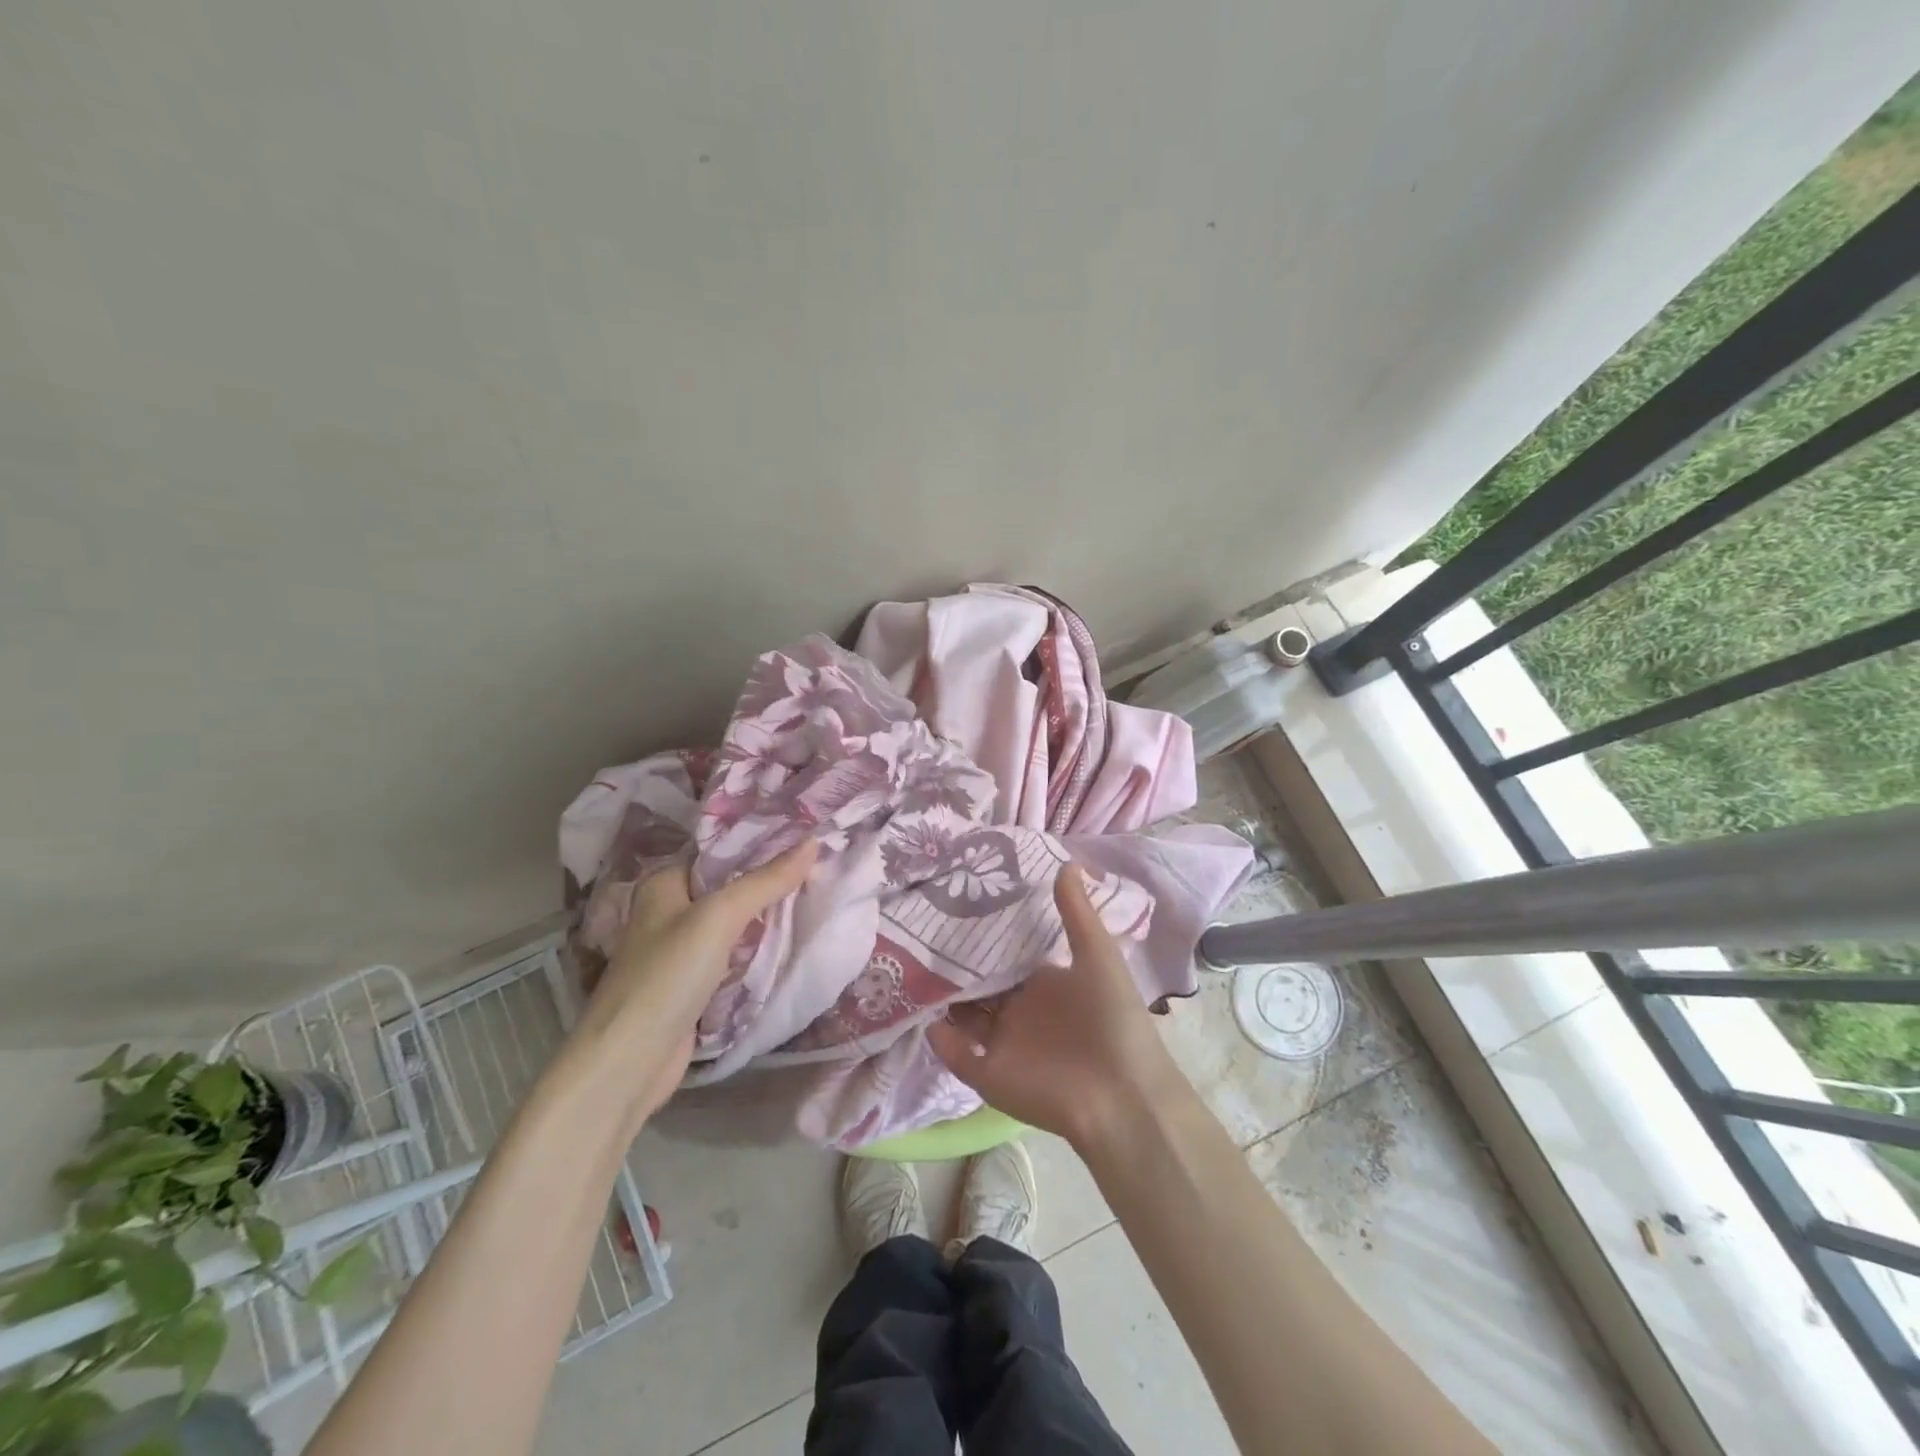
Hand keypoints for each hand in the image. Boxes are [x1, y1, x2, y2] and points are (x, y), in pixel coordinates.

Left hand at [565, 840, 816, 1131]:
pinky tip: (791, 943)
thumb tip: (813, 842)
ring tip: (817, 898)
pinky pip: (733, 957)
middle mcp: (669, 912)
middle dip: (770, 882)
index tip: (808, 839)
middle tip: (821, 869)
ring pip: (734, 925)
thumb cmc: (666, 976)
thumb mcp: (719, 917)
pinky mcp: (692, 986)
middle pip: (729, 888)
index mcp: (664, 884)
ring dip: (767, 919)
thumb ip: (766, 881)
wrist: (628, 1062)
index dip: (761, 844)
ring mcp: (680, 952)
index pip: (720, 851)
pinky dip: (757, 952)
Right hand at [927, 865, 1188, 1151]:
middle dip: (955, 968)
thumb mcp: (1097, 955)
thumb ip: (1076, 912)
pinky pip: (957, 1056)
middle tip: (919, 935)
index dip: (983, 938)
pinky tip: (928, 1019)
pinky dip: (942, 1041)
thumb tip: (1066, 862)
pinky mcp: (991, 1076)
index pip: (1005, 958)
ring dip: (942, 1000)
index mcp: (1044, 984)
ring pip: (963, 1018)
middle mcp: (1020, 1011)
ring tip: (909, 971)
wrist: (1123, 1094)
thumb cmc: (1112, 1017)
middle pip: (979, 986)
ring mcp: (1003, 1044)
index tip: (954, 908)